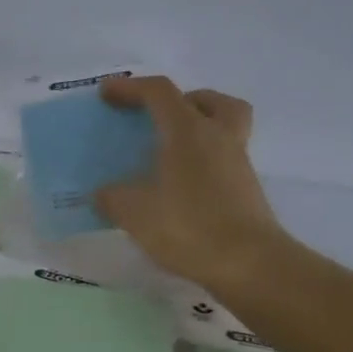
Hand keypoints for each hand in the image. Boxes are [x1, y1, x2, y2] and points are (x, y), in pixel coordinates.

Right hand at [94, 76, 288, 293]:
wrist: (249, 264)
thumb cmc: (188, 226)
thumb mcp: (134, 212)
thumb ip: (112, 197)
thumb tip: (103, 193)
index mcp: (188, 131)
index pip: (159, 92)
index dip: (130, 87)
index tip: (106, 94)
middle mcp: (218, 137)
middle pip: (210, 100)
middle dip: (183, 100)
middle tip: (158, 118)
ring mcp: (237, 164)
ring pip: (224, 128)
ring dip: (198, 130)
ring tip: (168, 153)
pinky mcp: (246, 190)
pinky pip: (223, 160)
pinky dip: (202, 162)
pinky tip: (179, 187)